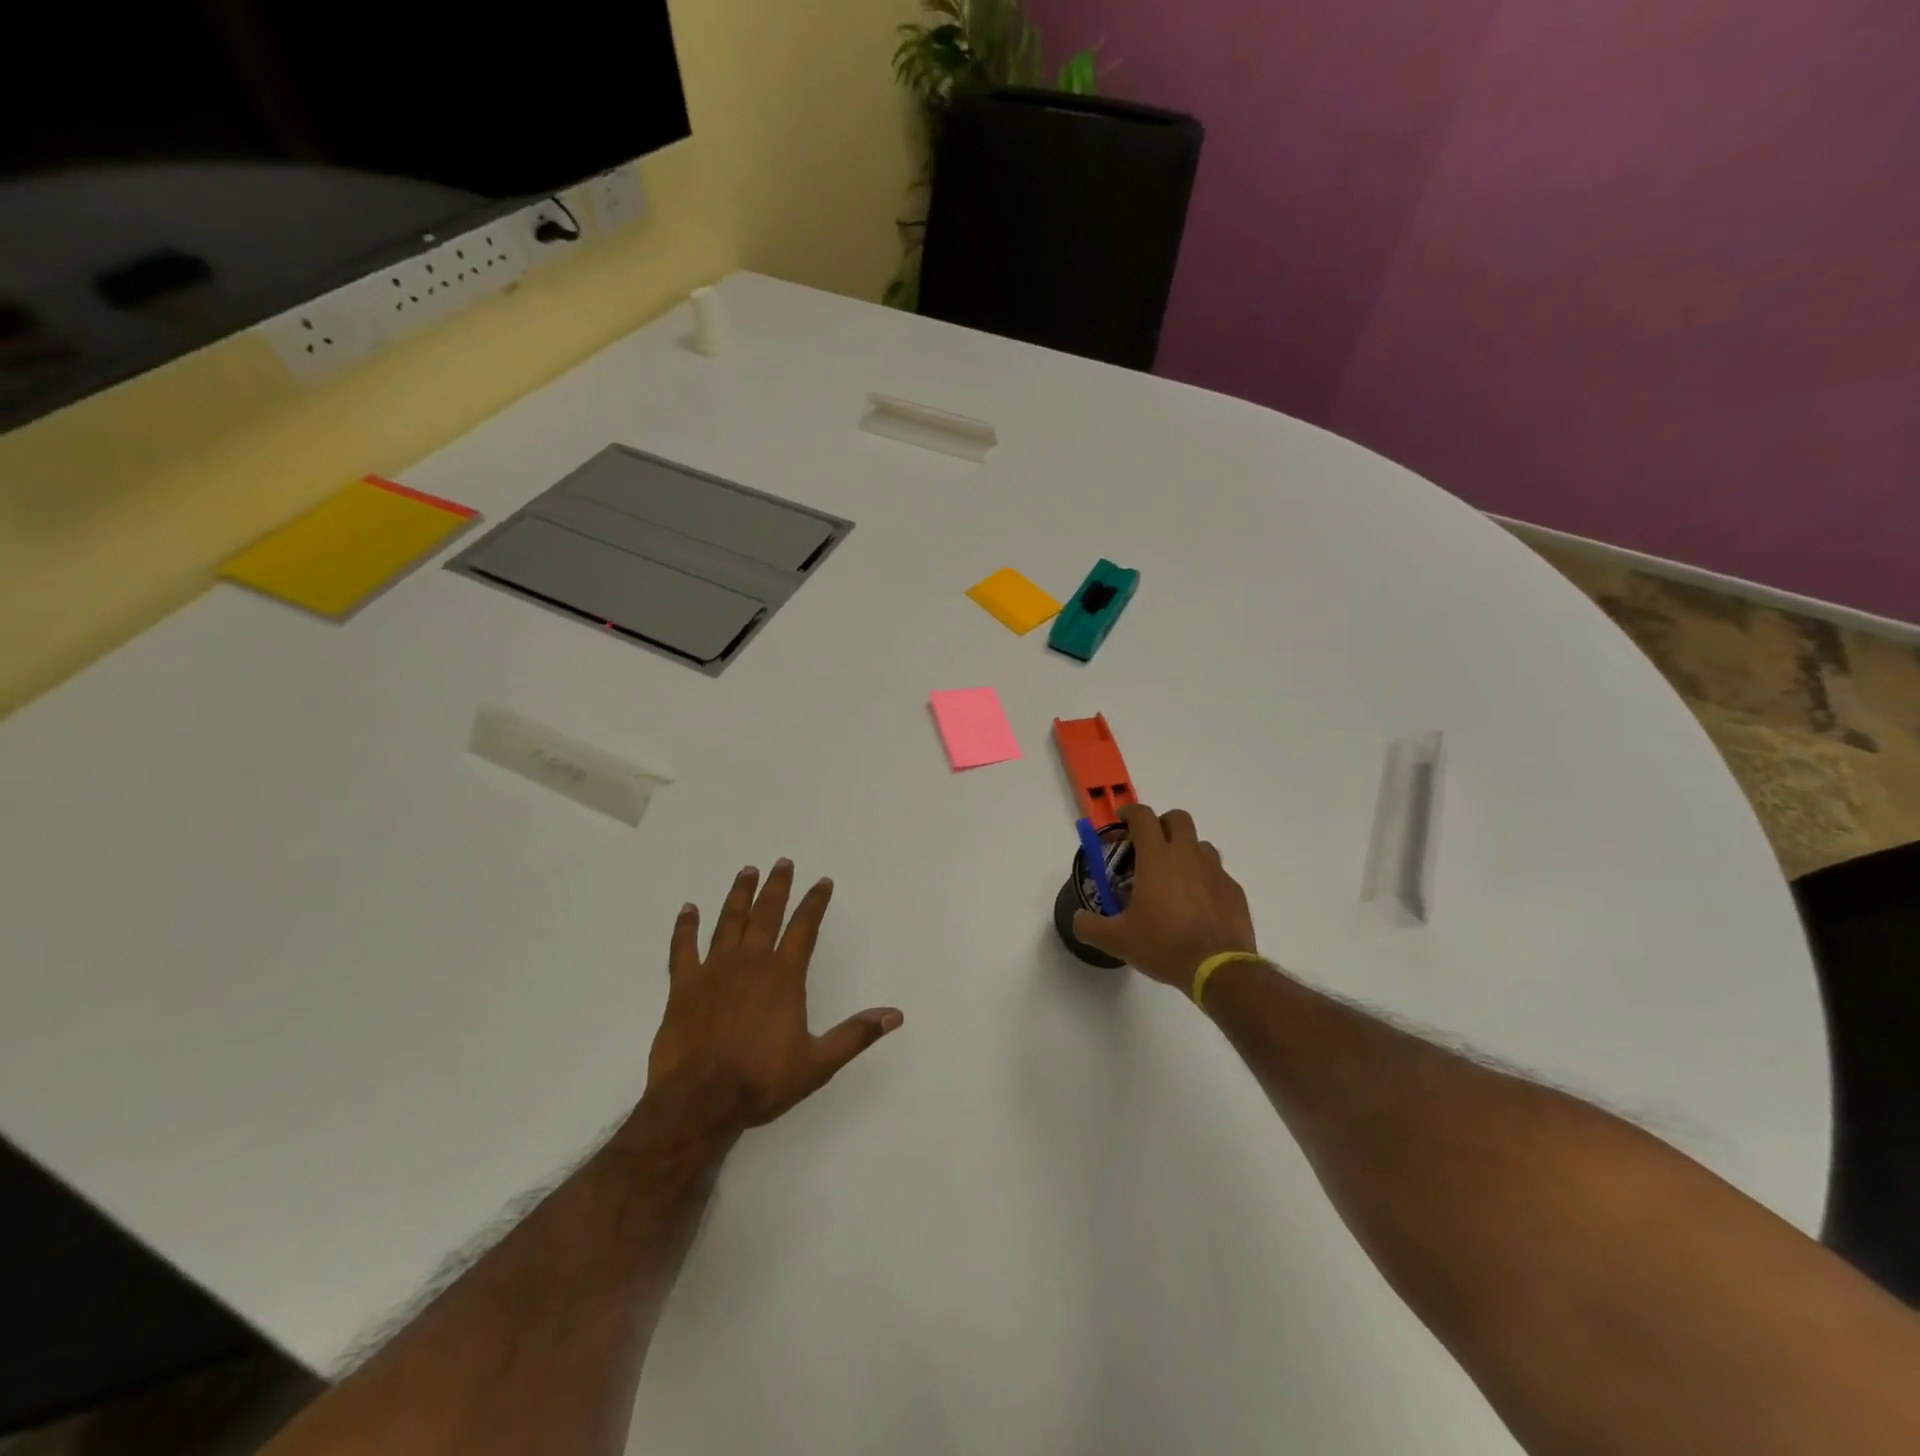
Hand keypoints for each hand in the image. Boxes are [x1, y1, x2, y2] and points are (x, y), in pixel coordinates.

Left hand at [646, 860, 902, 1129]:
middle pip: (766, 913)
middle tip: (783, 863)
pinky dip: (685, 927)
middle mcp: (750, 962)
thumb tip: (895, 1014)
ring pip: (729, 921)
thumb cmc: (761, 1080)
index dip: (815, 903)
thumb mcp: (818, 1063)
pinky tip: (688, 909)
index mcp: (783, 976)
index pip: (804, 927)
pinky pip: (683, 947)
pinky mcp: (683, 985)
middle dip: (777, 887)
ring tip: (747, 871)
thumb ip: (855, 1034)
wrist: (699, 1100)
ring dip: (739, 895)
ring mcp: (714, 970)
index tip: (822, 882)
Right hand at [1074, 804, 1257, 991]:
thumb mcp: (1117, 940)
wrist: (1219, 969)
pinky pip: (1217, 873)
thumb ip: (1090, 926)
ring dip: (1185, 851)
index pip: (1143, 817)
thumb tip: (1078, 919)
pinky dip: (1204, 879)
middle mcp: (1188, 855)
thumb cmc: (1164, 945)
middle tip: (1149, 846)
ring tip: (1174, 877)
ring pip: (1200, 845)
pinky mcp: (1234, 890)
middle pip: (1178, 819)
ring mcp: (1215, 871)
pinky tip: (1197, 904)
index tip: (1122, 821)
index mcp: (1157, 858)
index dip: (1130, 813)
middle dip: (1162, 824)